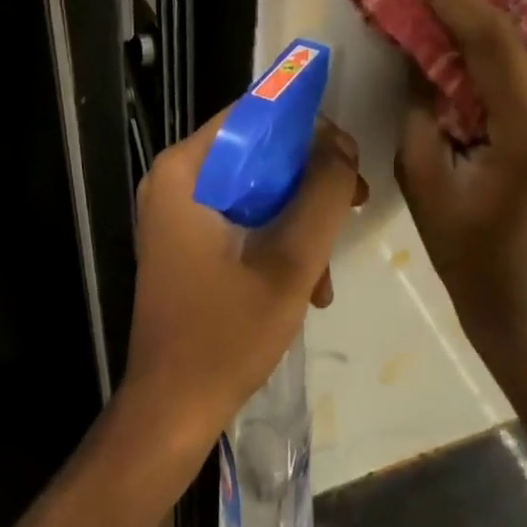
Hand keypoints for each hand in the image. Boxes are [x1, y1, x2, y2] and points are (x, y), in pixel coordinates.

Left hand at [121, 111, 367, 454]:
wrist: (172, 412)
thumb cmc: (225, 334)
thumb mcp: (290, 262)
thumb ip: (322, 194)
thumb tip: (341, 144)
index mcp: (185, 171)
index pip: (252, 115)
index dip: (305, 126)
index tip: (347, 153)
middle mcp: (176, 180)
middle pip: (256, 152)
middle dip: (310, 179)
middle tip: (355, 200)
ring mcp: (178, 213)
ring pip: (255, 188)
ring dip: (299, 218)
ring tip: (329, 268)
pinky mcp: (187, 242)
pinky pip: (242, 218)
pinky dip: (277, 240)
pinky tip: (308, 285)